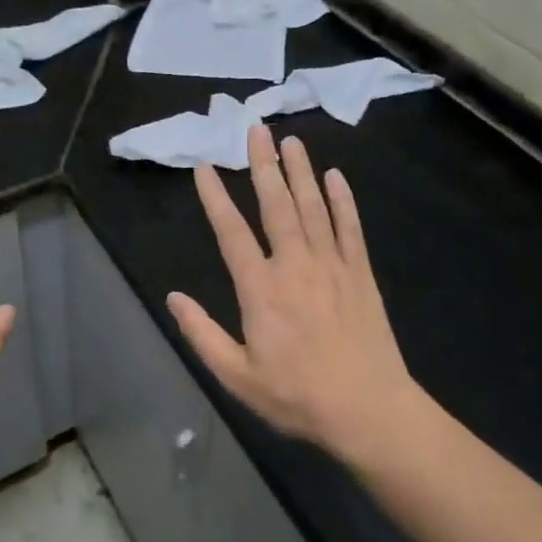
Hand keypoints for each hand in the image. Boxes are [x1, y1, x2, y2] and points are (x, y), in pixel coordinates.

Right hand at [168, 126, 419, 463]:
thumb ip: (202, 334)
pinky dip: (343, 200)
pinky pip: (350, 228)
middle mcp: (295, 265)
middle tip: (256, 130)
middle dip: (263, 165)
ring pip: (313, 207)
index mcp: (261, 289)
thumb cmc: (297, 396)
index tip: (204, 167)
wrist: (369, 411)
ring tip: (291, 141)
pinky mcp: (361, 274)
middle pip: (276, 205)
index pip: (231, 232)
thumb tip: (173, 297)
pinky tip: (336, 177)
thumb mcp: (237, 376)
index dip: (215, 197)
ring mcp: (332, 266)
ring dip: (300, 172)